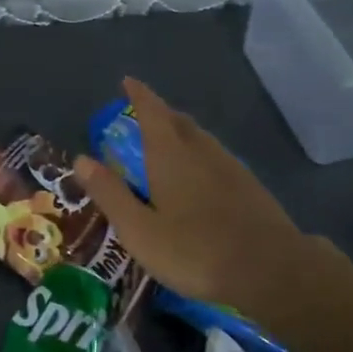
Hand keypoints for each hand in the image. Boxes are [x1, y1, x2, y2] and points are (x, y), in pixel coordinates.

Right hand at [72, 77, 314, 311]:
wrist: (272, 271)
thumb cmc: (196, 250)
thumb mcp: (140, 230)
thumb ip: (110, 193)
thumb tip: (80, 159)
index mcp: (170, 155)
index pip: (151, 112)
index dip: (138, 94)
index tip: (128, 81)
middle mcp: (200, 151)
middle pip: (178, 121)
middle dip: (159, 113)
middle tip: (143, 114)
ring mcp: (229, 167)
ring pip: (200, 138)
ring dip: (181, 131)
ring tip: (168, 140)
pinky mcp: (249, 186)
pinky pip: (216, 156)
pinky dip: (200, 153)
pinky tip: (201, 174)